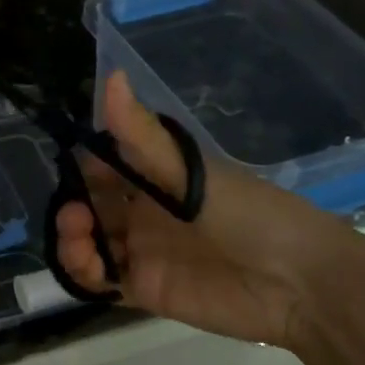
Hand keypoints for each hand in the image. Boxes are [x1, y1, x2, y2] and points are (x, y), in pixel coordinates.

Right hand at [54, 72, 359, 353]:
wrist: (297, 281)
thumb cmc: (248, 214)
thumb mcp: (191, 172)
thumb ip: (143, 136)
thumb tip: (111, 75)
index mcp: (158, 179)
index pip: (105, 168)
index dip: (82, 168)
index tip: (68, 169)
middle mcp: (146, 214)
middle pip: (92, 208)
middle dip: (72, 207)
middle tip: (73, 214)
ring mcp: (143, 253)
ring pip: (90, 244)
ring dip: (72, 240)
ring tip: (78, 236)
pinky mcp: (145, 290)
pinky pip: (101, 282)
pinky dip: (84, 274)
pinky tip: (88, 266)